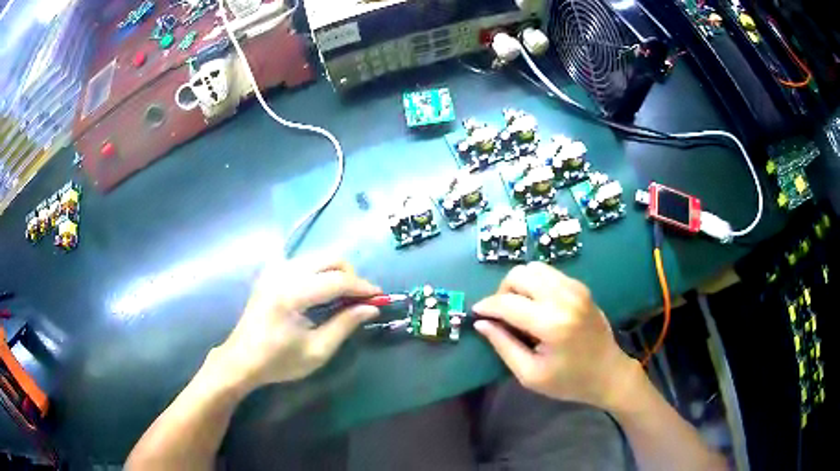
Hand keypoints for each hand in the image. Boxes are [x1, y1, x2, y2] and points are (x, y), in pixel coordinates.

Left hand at [210, 257, 381, 390]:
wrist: (241, 359)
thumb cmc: (278, 361)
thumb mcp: (317, 351)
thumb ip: (345, 325)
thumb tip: (372, 307)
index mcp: (292, 294)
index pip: (337, 280)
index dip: (362, 287)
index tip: (380, 297)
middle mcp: (283, 273)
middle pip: (329, 258)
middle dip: (351, 275)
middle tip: (362, 298)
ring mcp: (274, 269)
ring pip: (317, 256)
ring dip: (337, 272)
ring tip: (345, 296)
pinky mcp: (270, 272)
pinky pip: (304, 262)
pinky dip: (320, 271)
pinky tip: (323, 292)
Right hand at [473, 262, 638, 410]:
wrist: (609, 373)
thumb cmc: (569, 381)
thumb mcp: (530, 374)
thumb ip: (503, 346)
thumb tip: (481, 323)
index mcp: (552, 323)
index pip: (508, 303)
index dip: (487, 306)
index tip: (476, 314)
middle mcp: (565, 298)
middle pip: (520, 274)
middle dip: (503, 291)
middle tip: (502, 315)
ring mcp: (576, 289)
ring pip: (534, 268)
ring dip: (519, 285)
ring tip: (519, 309)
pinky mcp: (581, 287)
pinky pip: (549, 273)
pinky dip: (535, 284)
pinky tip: (537, 305)